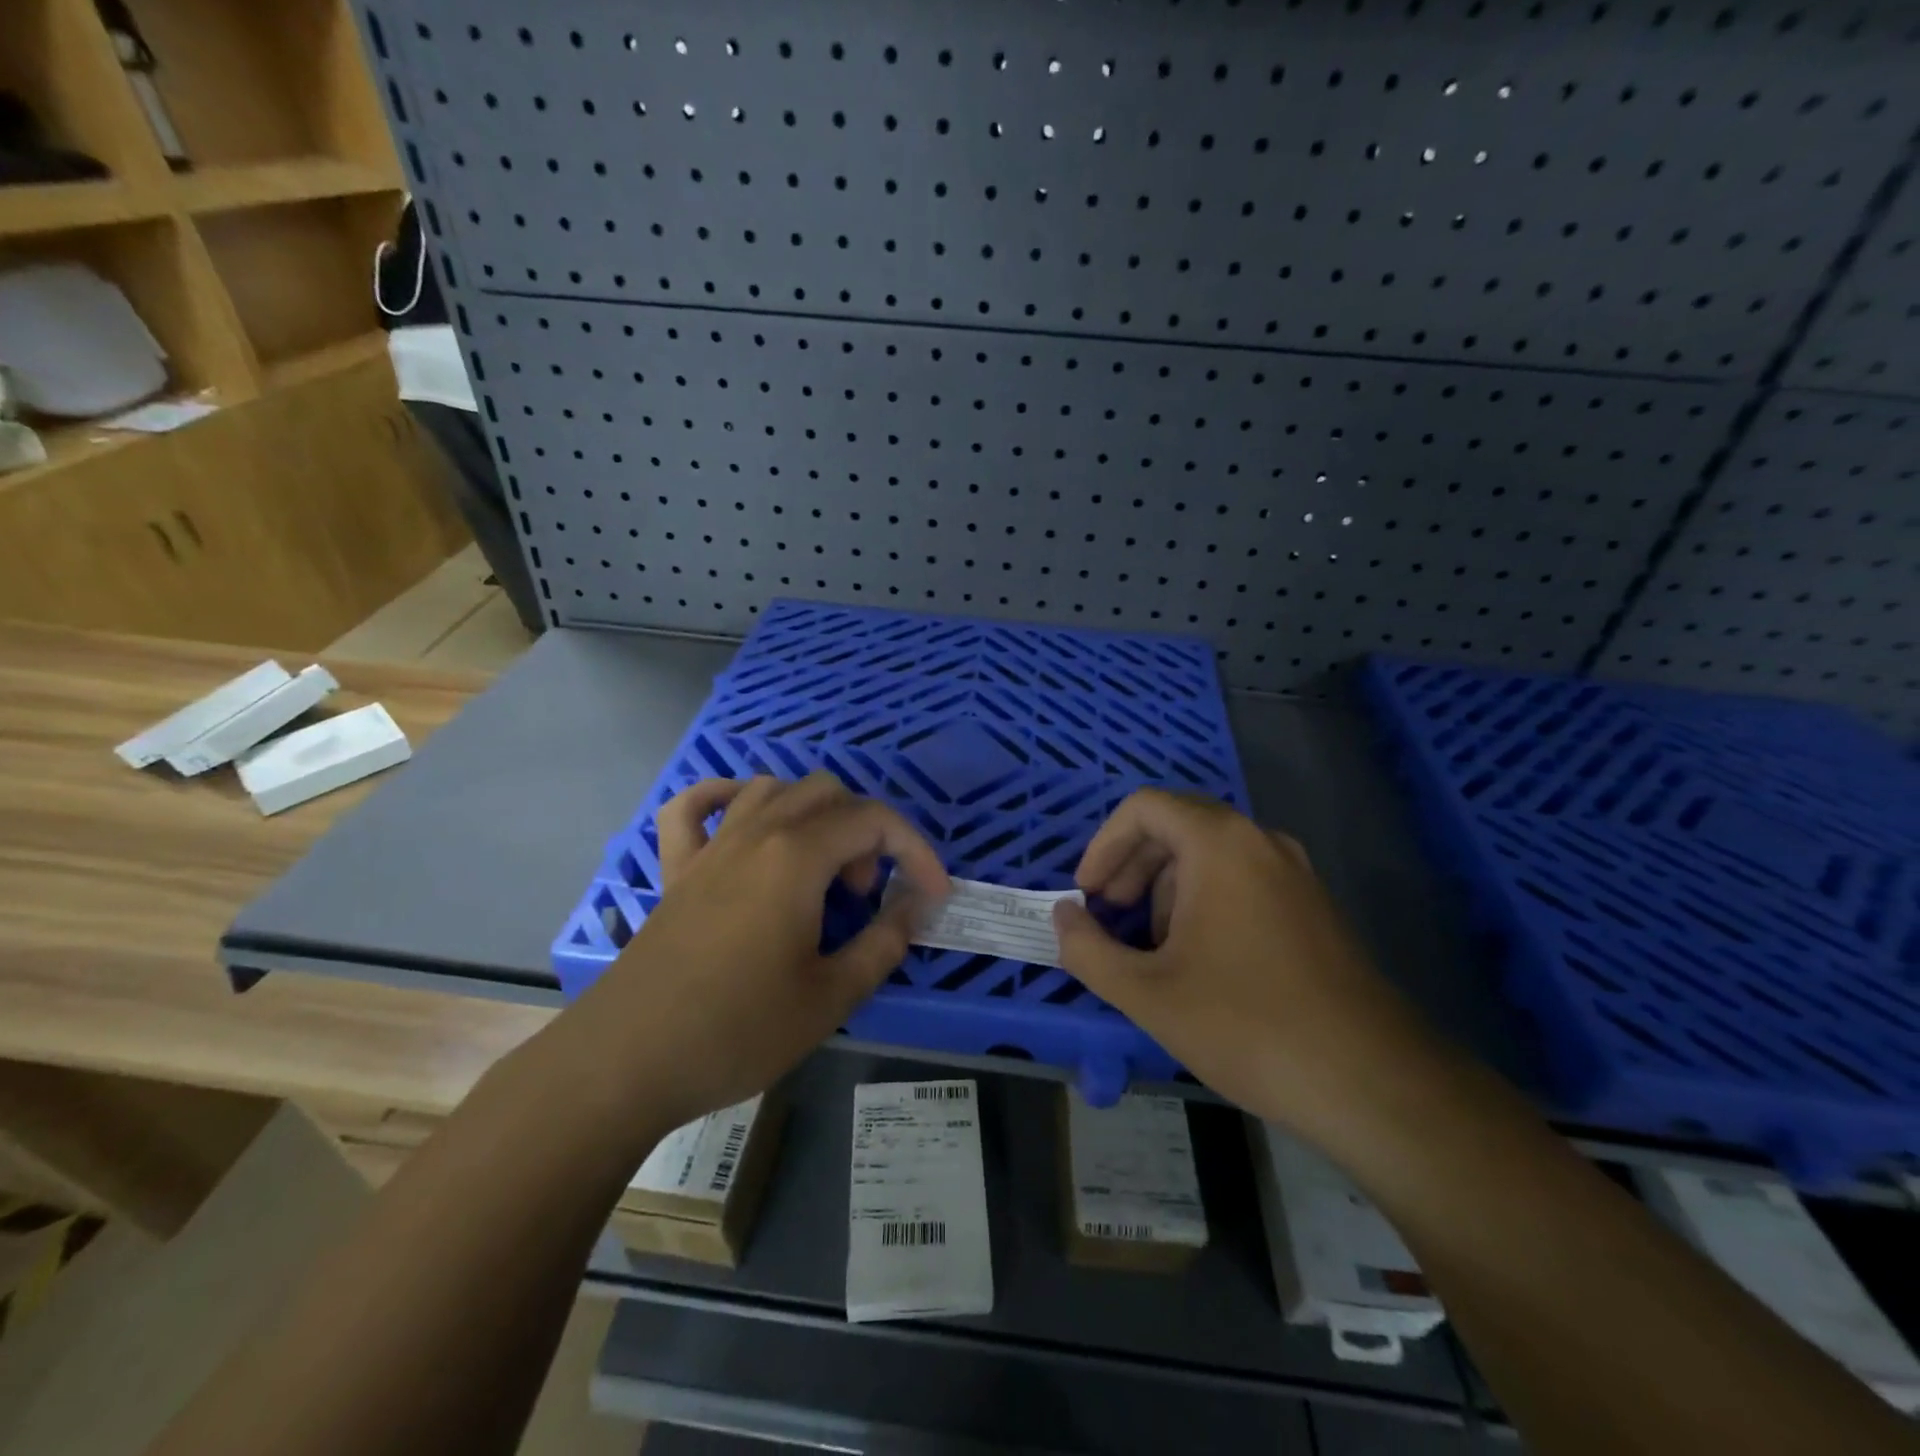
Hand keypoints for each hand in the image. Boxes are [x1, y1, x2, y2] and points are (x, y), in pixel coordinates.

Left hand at [575, 773, 949, 1130]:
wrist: (627, 1061)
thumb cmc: (738, 1030)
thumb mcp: (831, 996)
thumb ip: (884, 942)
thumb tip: (915, 905)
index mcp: (797, 856)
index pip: (874, 821)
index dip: (916, 851)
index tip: (933, 896)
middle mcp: (756, 832)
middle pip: (828, 793)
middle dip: (865, 833)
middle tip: (862, 895)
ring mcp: (711, 846)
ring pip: (772, 790)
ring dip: (811, 814)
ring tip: (818, 870)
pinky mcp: (677, 869)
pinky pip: (694, 808)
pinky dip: (723, 799)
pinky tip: (742, 820)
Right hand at [1052, 789, 1431, 1140]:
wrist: (1371, 1082)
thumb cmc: (1246, 1024)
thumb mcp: (1146, 992)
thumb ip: (1087, 949)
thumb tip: (1063, 917)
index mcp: (1219, 844)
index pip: (1145, 807)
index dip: (1104, 844)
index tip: (1088, 894)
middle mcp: (1260, 842)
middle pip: (1177, 826)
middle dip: (1131, 867)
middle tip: (1110, 917)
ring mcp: (1294, 873)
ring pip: (1209, 855)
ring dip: (1165, 887)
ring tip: (1151, 949)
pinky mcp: (1312, 907)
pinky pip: (1242, 880)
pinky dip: (1203, 901)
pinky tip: (1198, 961)